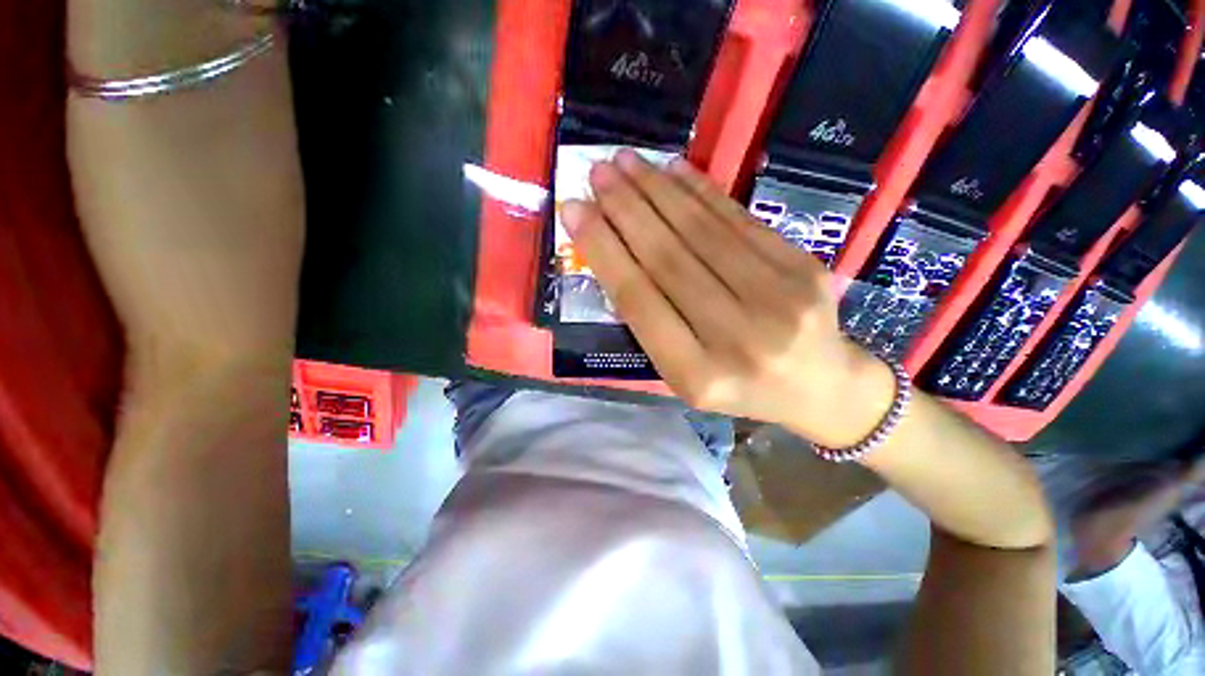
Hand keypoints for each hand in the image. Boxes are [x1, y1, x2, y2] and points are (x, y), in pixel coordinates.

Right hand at [560, 149, 894, 447]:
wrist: (819, 387)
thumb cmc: (739, 388)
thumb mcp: (685, 375)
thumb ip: (651, 323)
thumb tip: (614, 254)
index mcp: (697, 376)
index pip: (639, 300)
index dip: (604, 251)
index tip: (574, 211)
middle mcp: (737, 339)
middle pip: (669, 260)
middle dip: (626, 210)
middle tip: (596, 172)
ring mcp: (779, 301)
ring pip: (703, 233)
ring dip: (658, 191)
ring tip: (626, 162)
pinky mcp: (804, 269)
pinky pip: (740, 222)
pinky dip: (702, 193)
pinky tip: (674, 170)